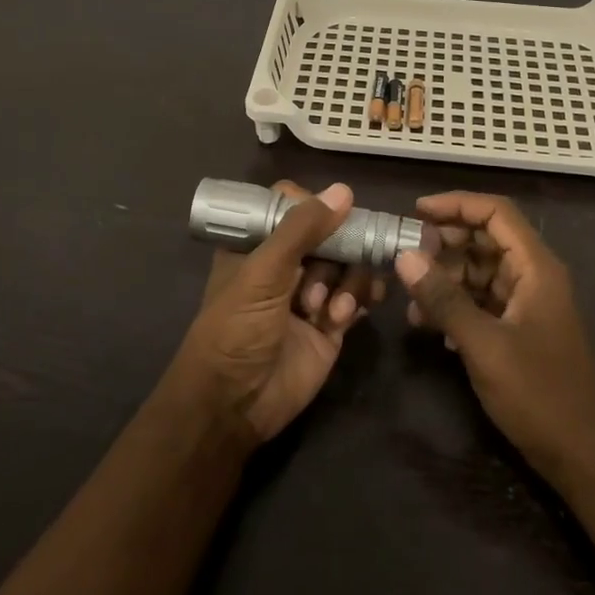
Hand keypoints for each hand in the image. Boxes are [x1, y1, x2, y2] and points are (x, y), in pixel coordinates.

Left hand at [171, 181, 381, 443]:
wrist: (235, 404)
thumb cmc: (236, 329)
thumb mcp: (263, 273)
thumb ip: (302, 230)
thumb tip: (344, 190)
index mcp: (257, 244)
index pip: (290, 206)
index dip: (313, 207)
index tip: (333, 214)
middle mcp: (285, 264)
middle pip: (329, 233)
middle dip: (337, 250)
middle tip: (334, 268)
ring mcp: (310, 293)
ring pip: (348, 264)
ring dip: (346, 282)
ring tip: (327, 311)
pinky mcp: (331, 324)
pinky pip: (357, 296)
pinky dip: (359, 299)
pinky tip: (347, 314)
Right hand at [395, 192, 594, 483]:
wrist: (583, 456)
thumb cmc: (539, 395)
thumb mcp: (484, 345)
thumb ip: (444, 299)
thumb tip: (404, 256)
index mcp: (536, 268)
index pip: (496, 213)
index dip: (456, 204)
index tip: (415, 211)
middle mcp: (534, 277)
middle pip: (486, 239)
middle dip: (445, 243)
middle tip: (406, 256)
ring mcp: (528, 304)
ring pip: (481, 272)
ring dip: (446, 278)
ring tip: (411, 299)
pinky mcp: (519, 330)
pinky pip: (483, 301)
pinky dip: (456, 305)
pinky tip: (430, 327)